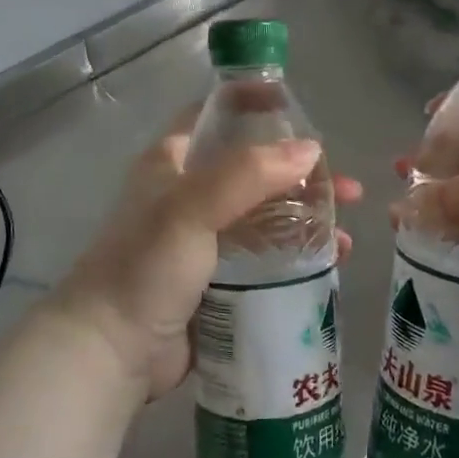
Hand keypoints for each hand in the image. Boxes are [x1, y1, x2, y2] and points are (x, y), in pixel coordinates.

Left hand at [55, 111, 361, 400]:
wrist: (111, 353)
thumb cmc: (144, 267)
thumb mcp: (191, 208)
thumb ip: (248, 174)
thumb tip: (311, 150)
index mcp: (173, 163)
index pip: (217, 116)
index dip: (254, 104)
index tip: (299, 108)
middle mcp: (191, 194)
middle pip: (256, 170)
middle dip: (302, 176)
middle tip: (347, 189)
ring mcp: (206, 239)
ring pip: (267, 216)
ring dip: (307, 219)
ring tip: (347, 233)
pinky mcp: (220, 279)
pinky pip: (267, 258)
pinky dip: (298, 255)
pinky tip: (331, 263)